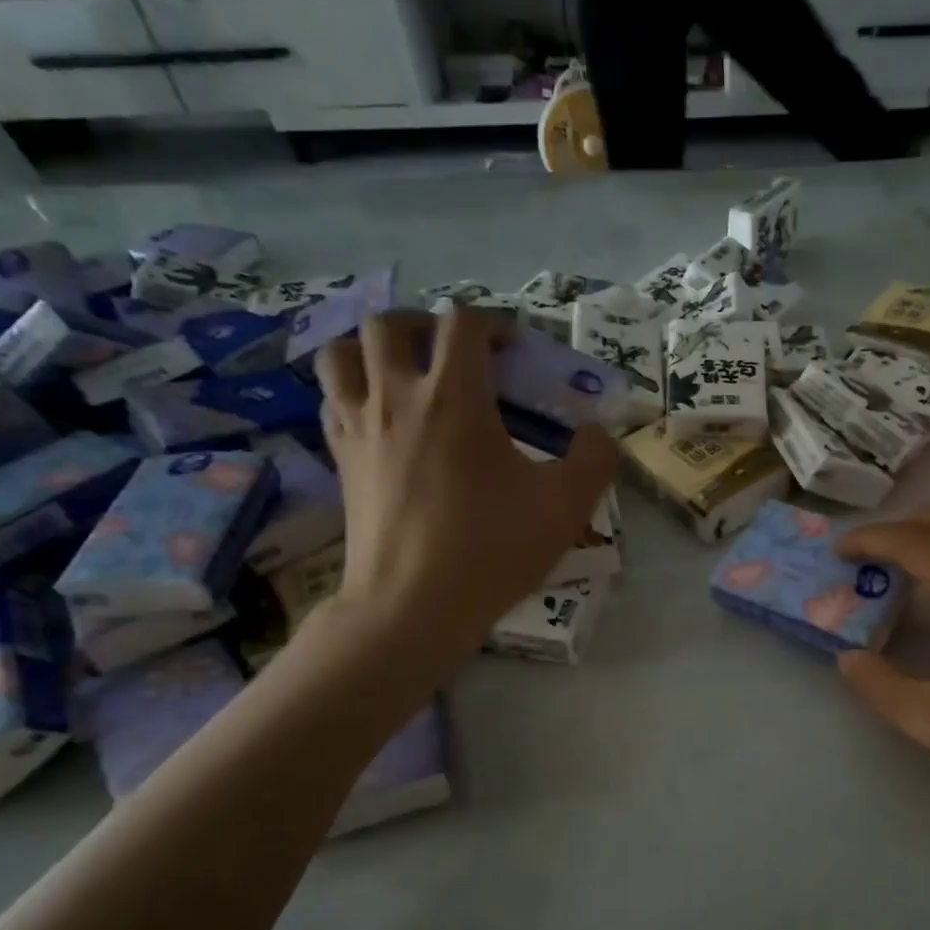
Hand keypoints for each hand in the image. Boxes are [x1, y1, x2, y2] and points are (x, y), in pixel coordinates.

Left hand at [315, 307, 616, 661]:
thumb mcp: (566, 507)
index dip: (493, 323)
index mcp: (454, 397)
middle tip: (453, 353)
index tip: (514, 351)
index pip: (462, 323)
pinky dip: (352, 391)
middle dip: (425, 324)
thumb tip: (598, 433)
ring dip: (372, 349)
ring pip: (340, 353)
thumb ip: (595, 459)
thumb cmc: (491, 550)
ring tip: (403, 372)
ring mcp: (359, 428)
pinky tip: (381, 418)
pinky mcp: (341, 461)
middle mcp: (397, 397)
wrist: (413, 607)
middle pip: (389, 323)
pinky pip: (332, 401)